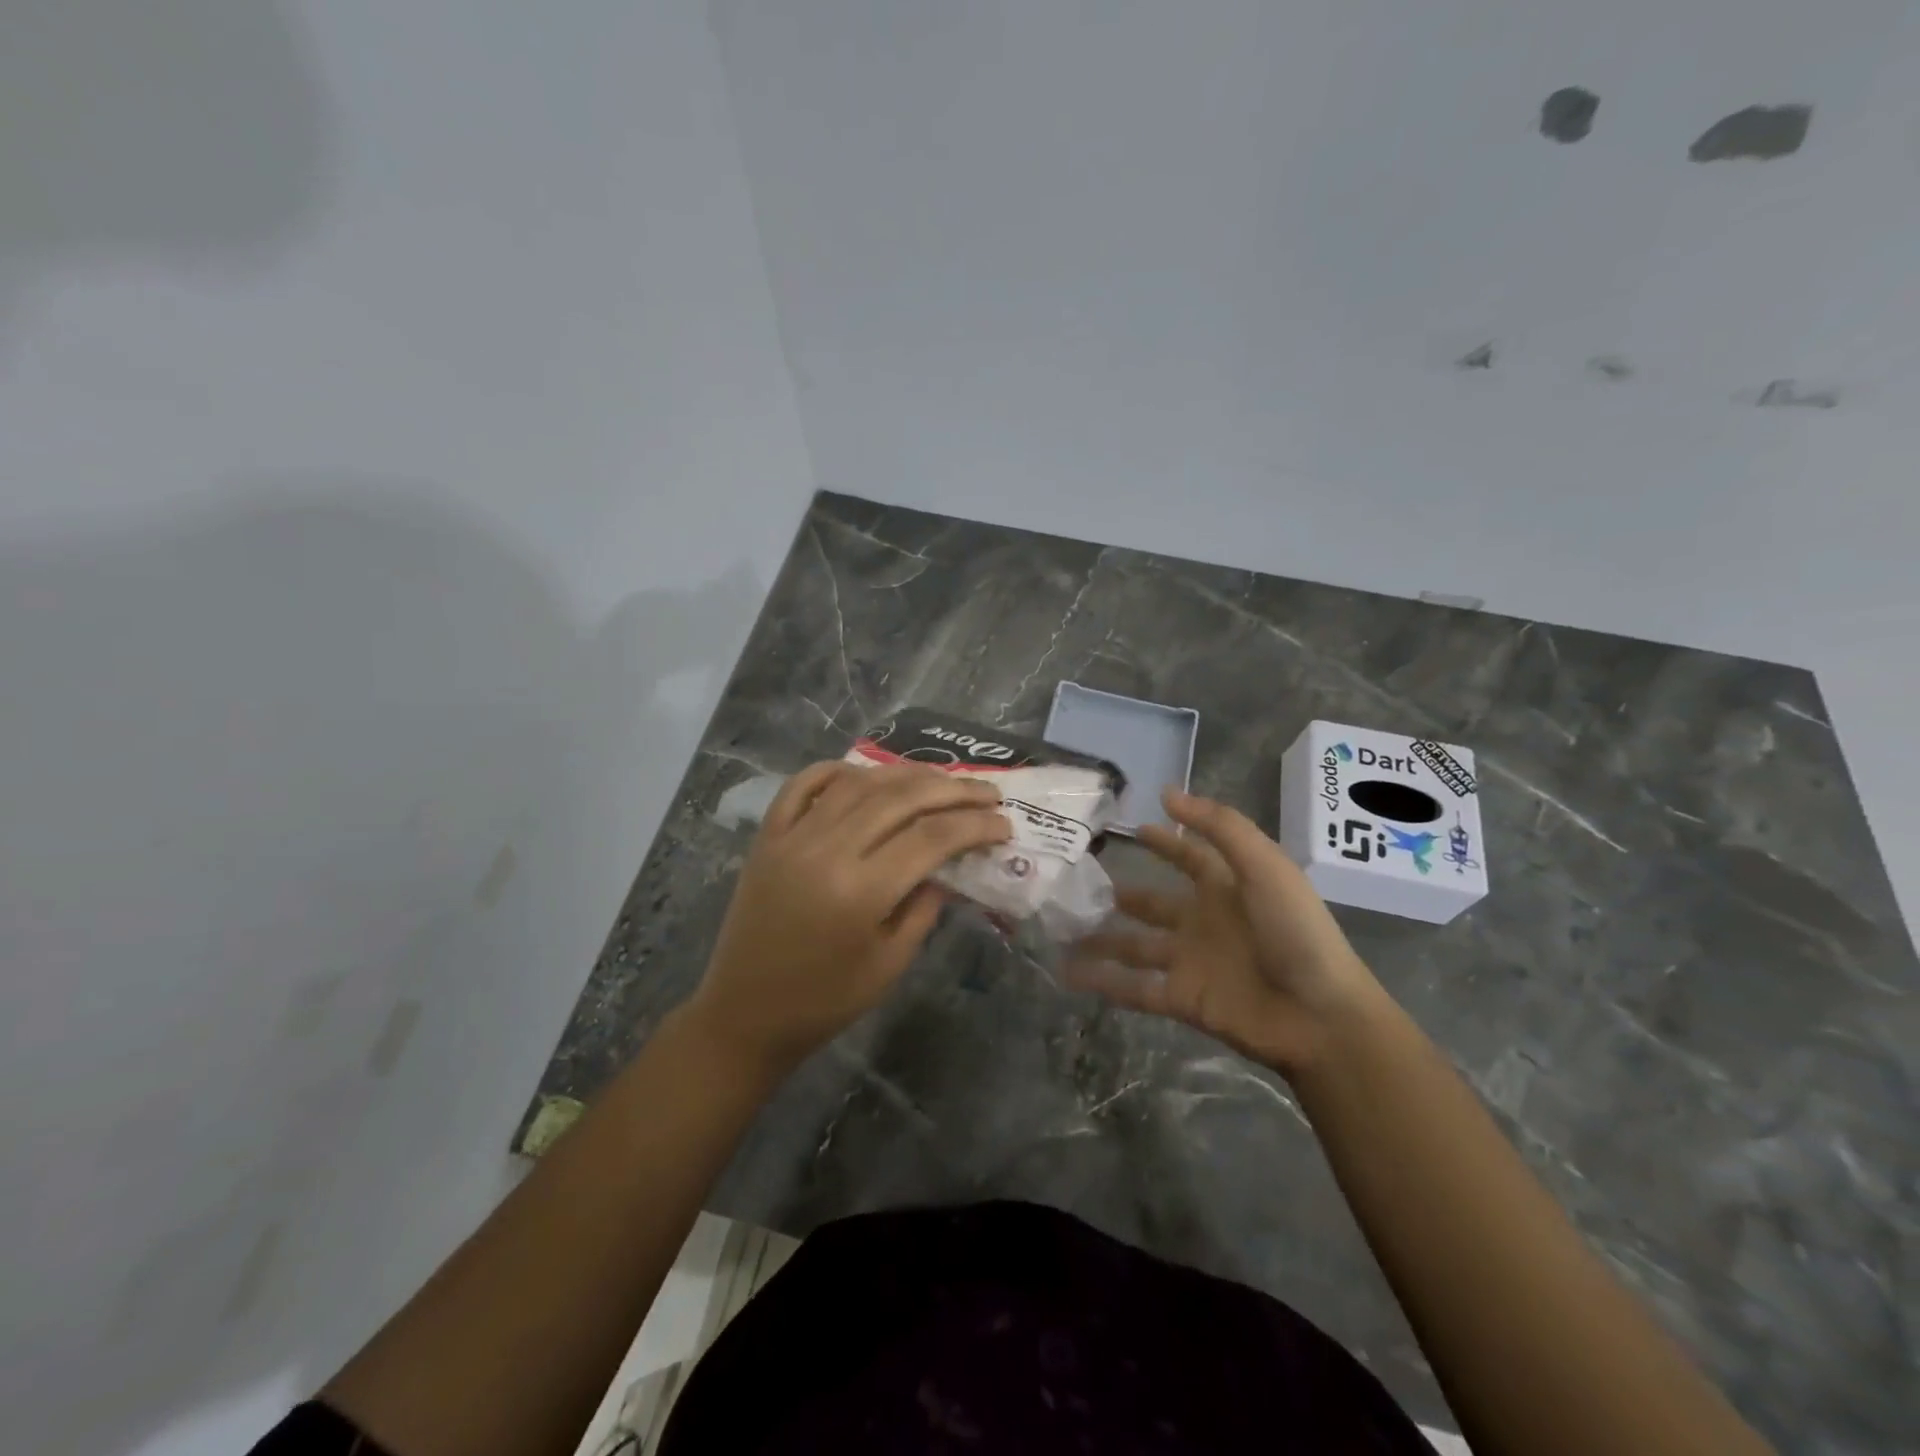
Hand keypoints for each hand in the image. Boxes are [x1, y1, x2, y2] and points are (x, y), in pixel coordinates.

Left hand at [684, 760, 1009, 1075]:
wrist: (743, 1015)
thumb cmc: (824, 1001)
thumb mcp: (889, 964)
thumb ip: (924, 907)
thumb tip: (949, 865)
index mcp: (860, 891)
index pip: (931, 837)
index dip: (974, 825)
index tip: (1004, 824)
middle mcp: (826, 850)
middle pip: (900, 799)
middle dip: (952, 790)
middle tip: (988, 792)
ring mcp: (792, 837)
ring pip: (858, 783)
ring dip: (905, 774)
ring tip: (941, 779)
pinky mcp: (768, 836)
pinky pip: (803, 785)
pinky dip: (838, 771)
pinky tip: (866, 773)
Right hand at [1067, 788, 1387, 1077]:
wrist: (1320, 1016)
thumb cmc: (1295, 932)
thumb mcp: (1264, 866)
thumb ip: (1219, 827)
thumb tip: (1167, 793)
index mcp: (1227, 889)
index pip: (1190, 857)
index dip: (1165, 842)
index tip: (1132, 827)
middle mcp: (1204, 922)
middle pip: (1155, 905)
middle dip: (1124, 894)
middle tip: (1082, 884)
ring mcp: (1191, 962)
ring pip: (1136, 947)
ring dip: (1103, 940)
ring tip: (1064, 930)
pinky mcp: (1183, 999)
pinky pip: (1135, 988)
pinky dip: (1104, 982)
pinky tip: (1069, 973)